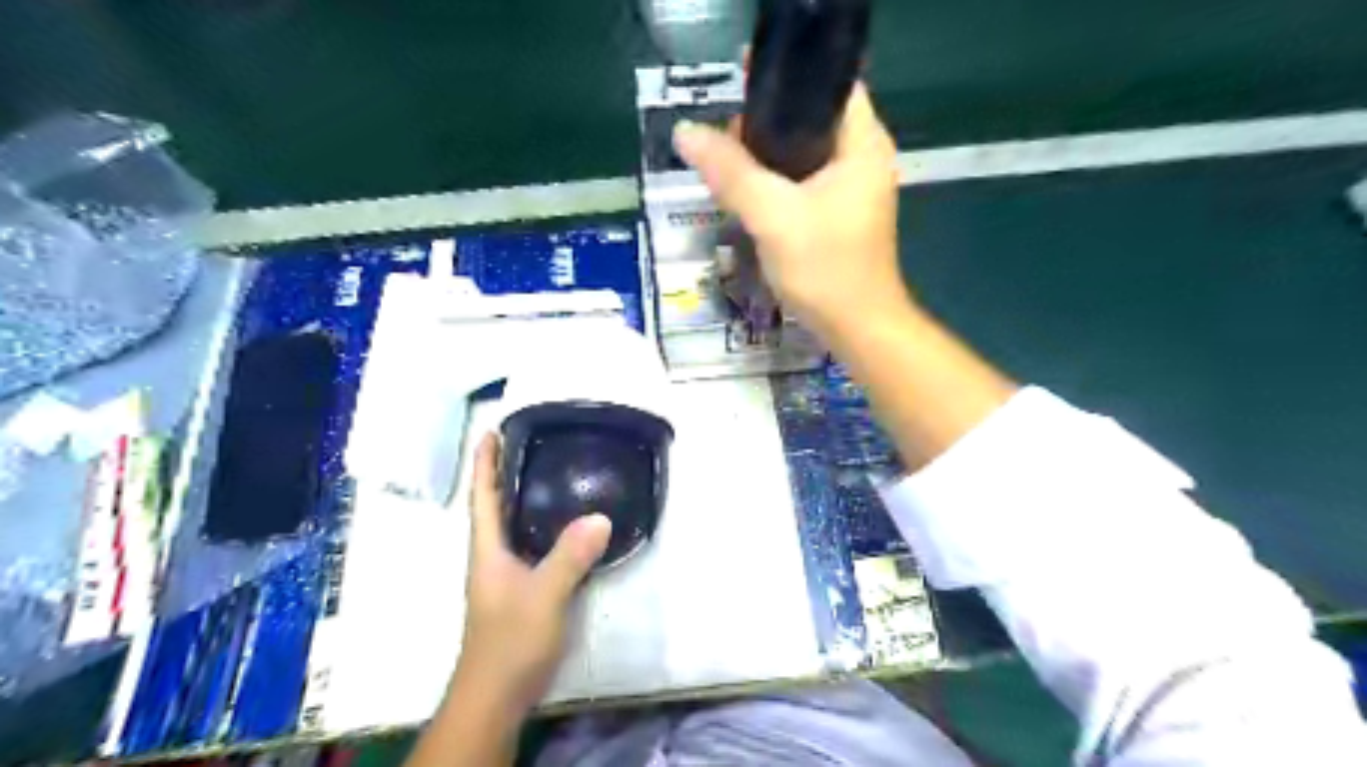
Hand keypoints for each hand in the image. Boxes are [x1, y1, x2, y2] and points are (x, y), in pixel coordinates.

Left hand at [454, 436, 611, 714]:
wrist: (498, 693)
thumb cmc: (510, 640)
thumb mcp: (543, 595)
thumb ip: (570, 557)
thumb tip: (600, 515)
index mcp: (488, 550)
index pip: (482, 498)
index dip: (484, 464)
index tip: (490, 431)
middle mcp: (493, 557)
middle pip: (497, 507)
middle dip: (506, 474)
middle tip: (530, 444)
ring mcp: (507, 576)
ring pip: (515, 527)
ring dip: (525, 499)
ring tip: (551, 473)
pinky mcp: (523, 591)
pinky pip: (534, 546)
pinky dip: (545, 527)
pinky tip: (568, 525)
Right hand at [672, 85, 903, 343]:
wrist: (857, 328)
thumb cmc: (825, 268)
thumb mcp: (772, 216)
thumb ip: (730, 172)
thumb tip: (685, 132)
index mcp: (862, 143)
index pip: (828, 84)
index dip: (784, 77)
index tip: (738, 85)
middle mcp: (863, 157)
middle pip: (810, 117)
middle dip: (766, 121)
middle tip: (724, 140)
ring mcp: (853, 188)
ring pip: (803, 152)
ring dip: (765, 155)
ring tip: (726, 165)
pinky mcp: (839, 214)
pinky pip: (802, 181)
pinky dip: (775, 181)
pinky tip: (746, 193)